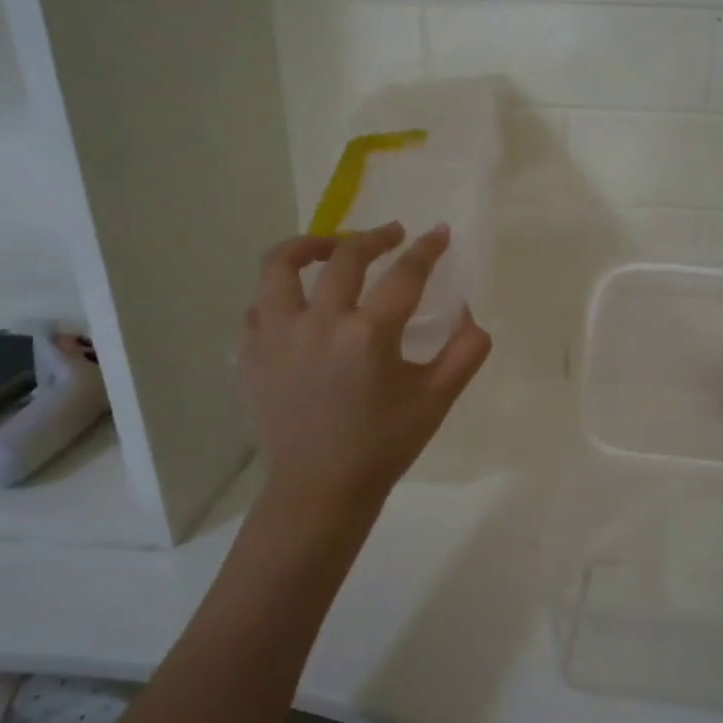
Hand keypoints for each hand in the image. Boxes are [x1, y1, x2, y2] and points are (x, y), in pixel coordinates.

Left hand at [237, 221, 490, 521]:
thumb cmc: (383, 445)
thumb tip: (471, 315)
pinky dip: (280, 293)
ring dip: (309, 246)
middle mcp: (318, 322)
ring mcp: (276, 336)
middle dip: (374, 238)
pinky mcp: (250, 353)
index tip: (439, 234)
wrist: (320, 489)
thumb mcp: (437, 400)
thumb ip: (465, 352)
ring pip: (280, 266)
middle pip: (344, 257)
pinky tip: (299, 302)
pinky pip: (259, 305)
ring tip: (329, 247)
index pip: (404, 275)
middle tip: (393, 235)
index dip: (426, 250)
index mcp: (368, 334)